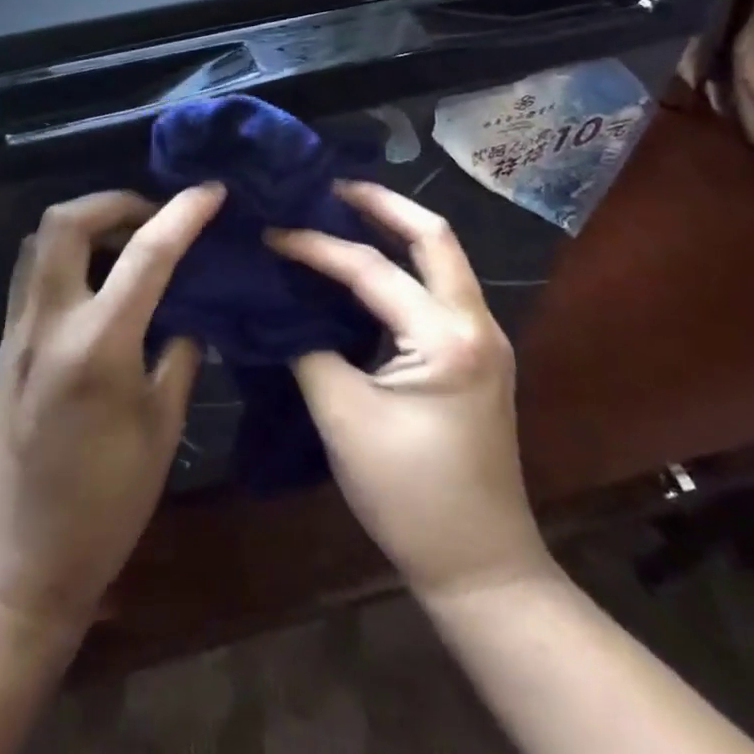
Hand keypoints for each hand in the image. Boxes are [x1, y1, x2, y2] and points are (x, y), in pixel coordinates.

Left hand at [0, 184, 224, 637]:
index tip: (212, 191)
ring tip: (125, 240)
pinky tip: (96, 282)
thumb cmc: (105, 506)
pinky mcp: (3, 345)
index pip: (147, 253)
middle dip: (114, 200)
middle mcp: (49, 322)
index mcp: (98, 345)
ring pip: (39, 241)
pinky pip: (31, 274)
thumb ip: (179, 357)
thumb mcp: (162, 429)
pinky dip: (65, 255)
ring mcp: (17, 331)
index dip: (184, 213)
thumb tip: (188, 314)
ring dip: (84, 223)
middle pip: (66, 221)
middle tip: (153, 214)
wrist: (20, 564)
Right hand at [267, 181, 552, 599]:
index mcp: (446, 337)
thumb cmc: (410, 496)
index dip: (314, 247)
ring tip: (342, 212)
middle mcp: (475, 322)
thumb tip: (279, 305)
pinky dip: (403, 265)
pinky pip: (438, 288)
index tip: (270, 233)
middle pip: (433, 235)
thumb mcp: (344, 418)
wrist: (481, 567)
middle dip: (381, 204)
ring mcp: (484, 338)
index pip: (370, 269)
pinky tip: (365, 269)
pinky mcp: (476, 356)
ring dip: (395, 230)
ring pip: (442, 258)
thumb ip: (309, 349)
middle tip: (329, 186)